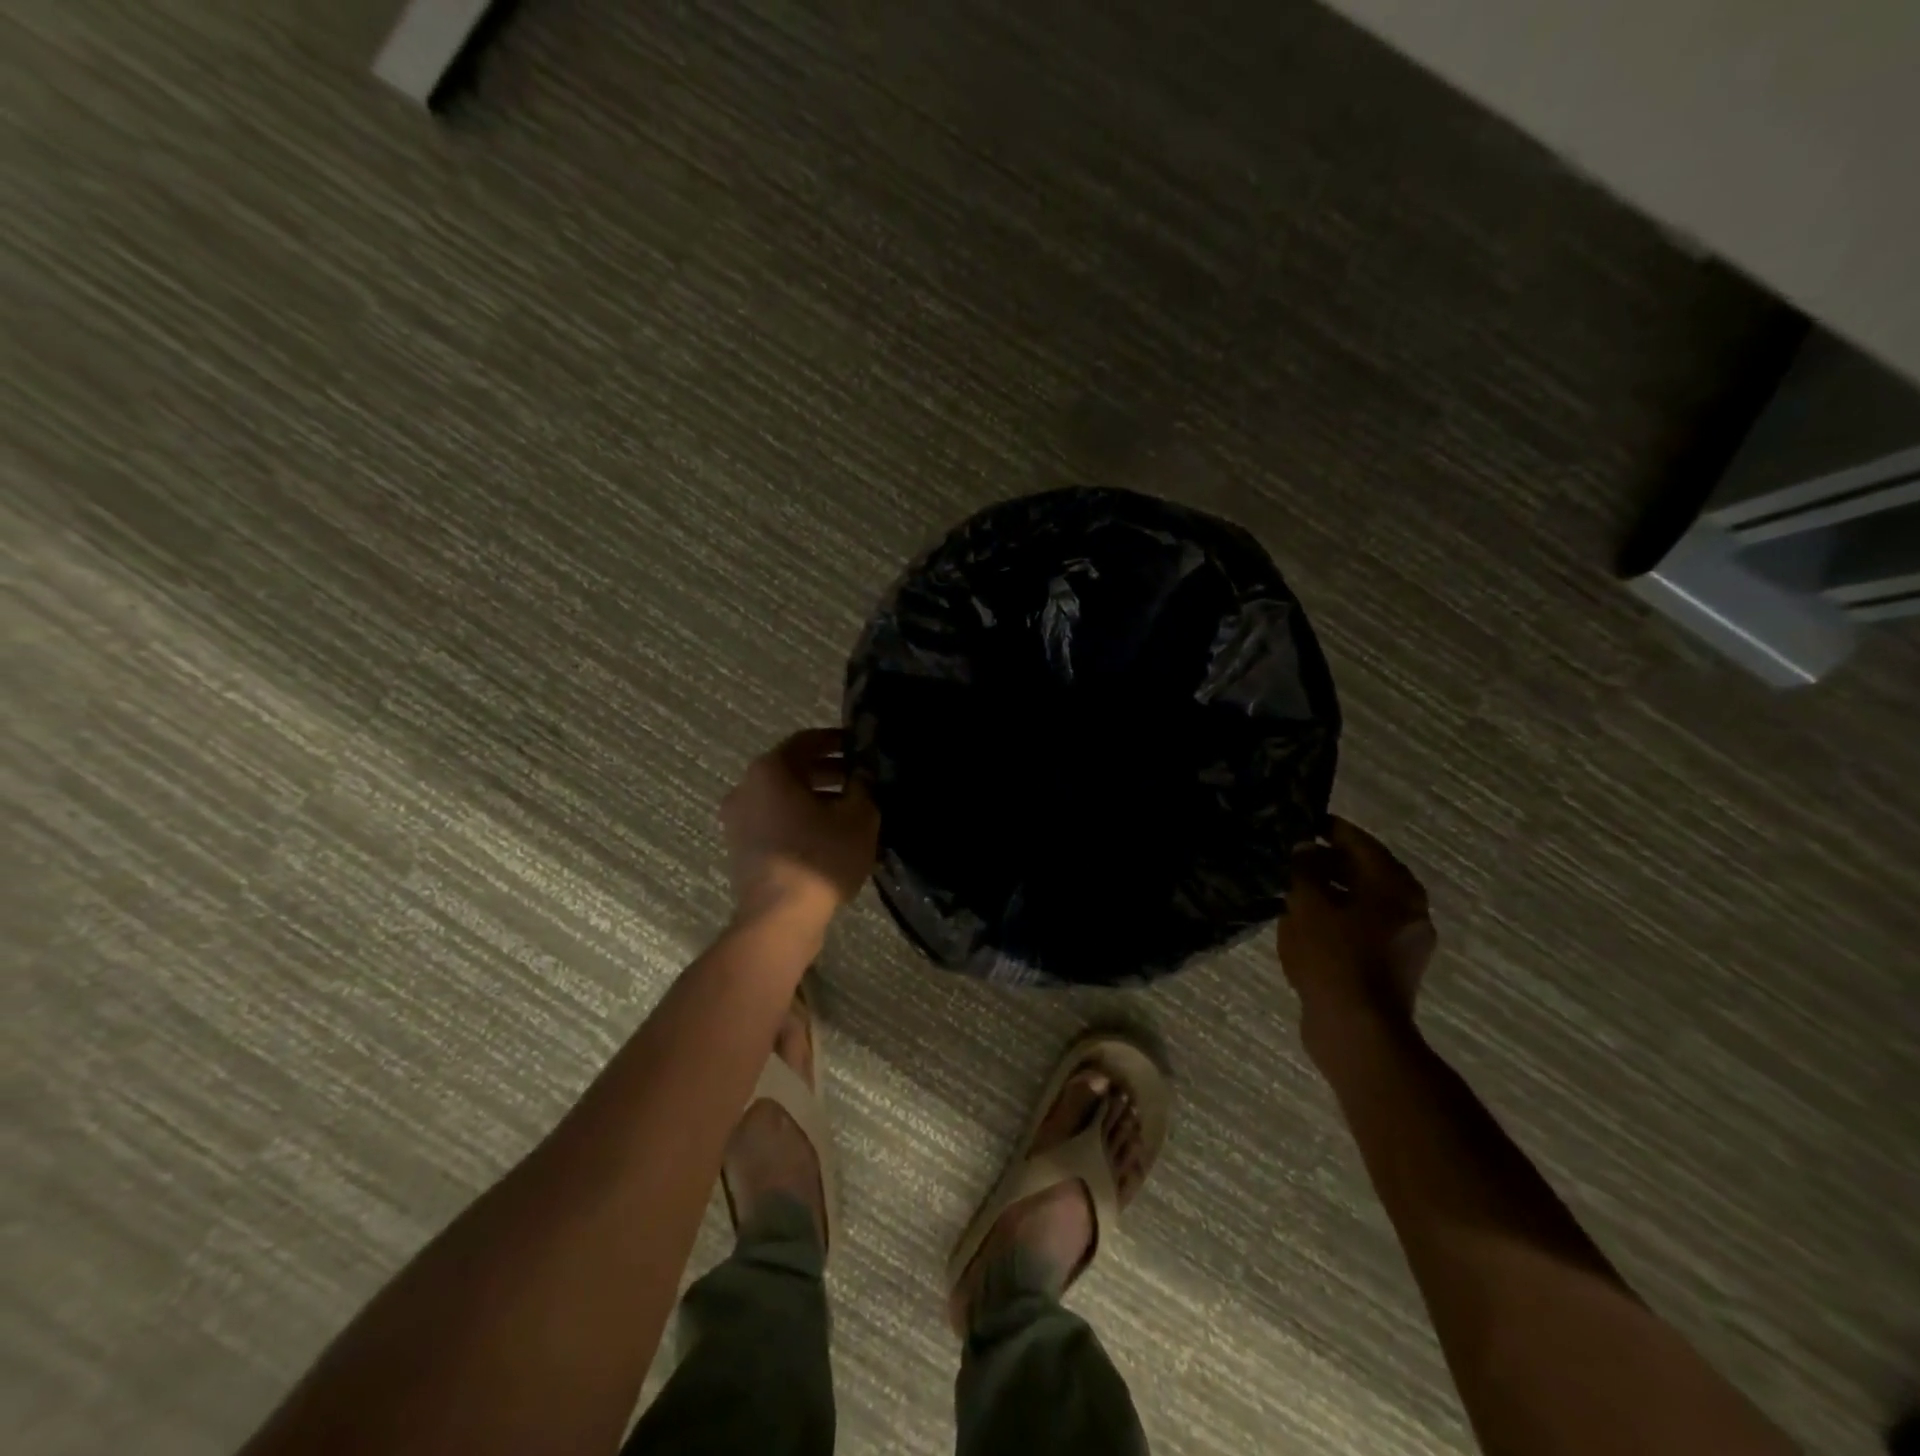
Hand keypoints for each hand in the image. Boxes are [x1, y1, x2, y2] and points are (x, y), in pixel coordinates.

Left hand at [722, 729, 879, 928]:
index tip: (861, 746)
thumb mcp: (859, 816)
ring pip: (782, 797)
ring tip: (850, 810)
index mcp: (770, 770)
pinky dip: (799, 819)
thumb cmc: (821, 856)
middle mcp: (746, 788)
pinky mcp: (740, 848)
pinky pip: (774, 821)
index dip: (837, 740)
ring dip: (815, 797)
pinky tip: (828, 835)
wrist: (780, 918)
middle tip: (861, 779)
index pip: (806, 741)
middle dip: (828, 771)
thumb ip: (863, 786)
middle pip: (792, 769)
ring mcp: (737, 820)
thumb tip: (862, 773)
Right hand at [1277, 817, 1436, 1048]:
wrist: (1357, 1031)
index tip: (1301, 822)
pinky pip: (1362, 928)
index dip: (1329, 829)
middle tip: (1291, 858)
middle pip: (1364, 871)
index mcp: (1395, 887)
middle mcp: (1409, 908)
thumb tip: (1302, 849)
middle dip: (1327, 862)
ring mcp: (1405, 940)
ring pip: (1362, 901)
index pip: (1359, 843)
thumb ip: (1303, 870)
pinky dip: (1338, 918)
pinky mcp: (1393, 966)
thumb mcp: (1307, 906)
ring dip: (1331, 892)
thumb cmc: (1333, 959)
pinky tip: (1306, 925)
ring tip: (1293, 890)